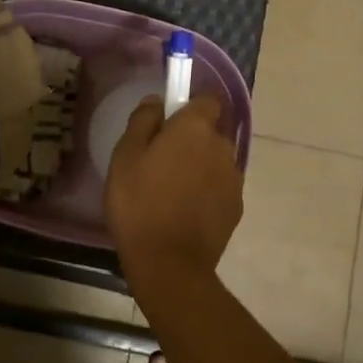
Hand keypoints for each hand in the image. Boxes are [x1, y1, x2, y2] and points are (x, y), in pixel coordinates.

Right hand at [105, 95, 242, 274]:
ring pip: (217, 161)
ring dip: (201, 166)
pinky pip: (221, 188)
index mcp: (195, 128)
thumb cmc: (139, 203)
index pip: (207, 100)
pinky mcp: (236, 207)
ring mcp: (233, 179)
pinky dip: (208, 192)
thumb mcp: (125, 156)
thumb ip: (143, 121)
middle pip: (212, 132)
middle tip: (163, 160)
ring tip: (174, 190)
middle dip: (193, 139)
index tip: (168, 122)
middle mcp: (222, 147)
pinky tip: (186, 211)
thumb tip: (156, 101)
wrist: (169, 263)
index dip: (189, 107)